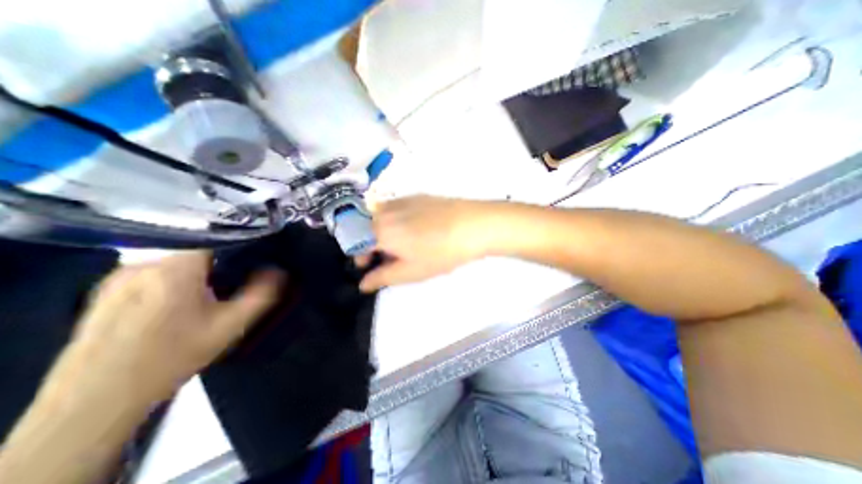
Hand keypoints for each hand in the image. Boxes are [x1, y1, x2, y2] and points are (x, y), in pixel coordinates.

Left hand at [50, 252, 282, 405]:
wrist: (95, 402)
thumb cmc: (171, 359)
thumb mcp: (229, 328)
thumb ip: (260, 295)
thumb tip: (279, 272)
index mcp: (175, 270)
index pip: (217, 239)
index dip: (239, 246)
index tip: (252, 261)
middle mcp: (144, 264)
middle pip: (197, 251)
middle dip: (218, 264)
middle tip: (229, 287)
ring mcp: (119, 276)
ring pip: (176, 262)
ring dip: (195, 273)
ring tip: (203, 299)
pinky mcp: (104, 290)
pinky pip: (153, 272)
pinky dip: (172, 280)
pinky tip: (173, 307)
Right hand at [354, 195, 495, 291]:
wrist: (473, 225)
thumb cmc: (439, 252)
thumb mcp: (409, 272)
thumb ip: (381, 278)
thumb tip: (363, 283)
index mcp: (379, 230)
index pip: (355, 242)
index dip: (359, 256)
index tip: (369, 266)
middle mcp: (385, 210)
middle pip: (366, 227)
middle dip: (372, 244)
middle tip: (390, 258)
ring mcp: (402, 200)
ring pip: (381, 217)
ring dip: (384, 232)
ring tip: (405, 245)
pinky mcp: (417, 196)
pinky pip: (397, 209)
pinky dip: (397, 221)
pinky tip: (418, 231)